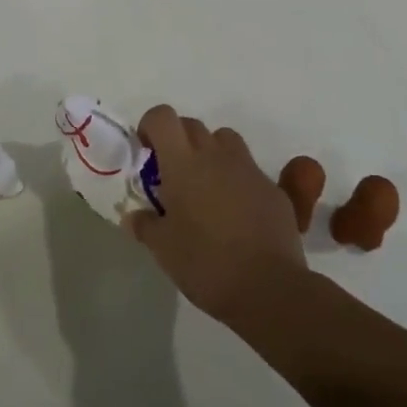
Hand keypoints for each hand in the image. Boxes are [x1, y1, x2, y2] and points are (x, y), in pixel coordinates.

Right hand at [124, 106, 305, 322]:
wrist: (269, 289)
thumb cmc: (205, 264)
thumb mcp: (163, 249)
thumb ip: (145, 225)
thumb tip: (133, 217)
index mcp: (183, 163)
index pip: (162, 117)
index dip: (150, 126)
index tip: (147, 152)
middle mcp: (216, 155)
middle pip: (192, 125)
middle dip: (178, 141)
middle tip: (173, 176)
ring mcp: (248, 169)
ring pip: (225, 140)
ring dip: (211, 153)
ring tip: (206, 187)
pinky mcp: (273, 189)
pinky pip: (249, 170)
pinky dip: (237, 180)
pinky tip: (236, 213)